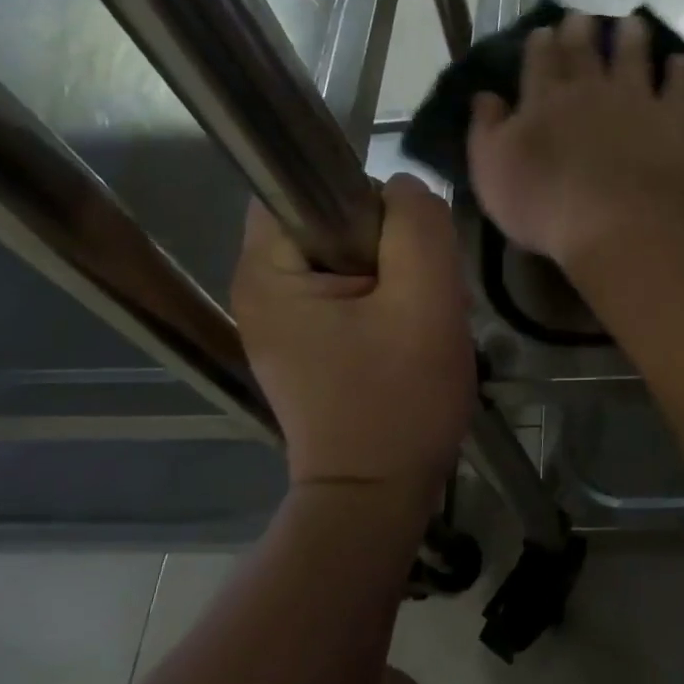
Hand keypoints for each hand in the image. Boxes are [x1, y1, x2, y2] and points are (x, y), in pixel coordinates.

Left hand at [231, 176, 475, 511]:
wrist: (375, 496)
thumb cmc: (398, 401)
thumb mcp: (425, 302)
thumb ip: (418, 226)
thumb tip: (404, 190)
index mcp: (267, 270)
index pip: (306, 187)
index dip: (366, 201)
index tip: (406, 249)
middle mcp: (258, 289)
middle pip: (329, 222)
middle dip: (387, 243)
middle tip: (423, 290)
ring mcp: (278, 320)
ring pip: (345, 257)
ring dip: (392, 274)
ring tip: (419, 315)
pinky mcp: (302, 344)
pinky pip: (345, 292)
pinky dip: (381, 301)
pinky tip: (405, 335)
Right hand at [468, 11, 683, 267]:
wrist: (615, 225)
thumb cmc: (543, 204)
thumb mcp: (491, 171)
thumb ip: (486, 129)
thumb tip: (485, 95)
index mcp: (544, 100)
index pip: (540, 62)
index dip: (541, 43)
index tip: (545, 30)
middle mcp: (590, 89)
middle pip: (585, 51)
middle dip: (581, 31)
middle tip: (583, 17)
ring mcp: (635, 99)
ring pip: (633, 56)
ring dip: (631, 38)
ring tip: (632, 23)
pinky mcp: (674, 119)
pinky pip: (679, 86)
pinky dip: (679, 71)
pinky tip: (679, 62)